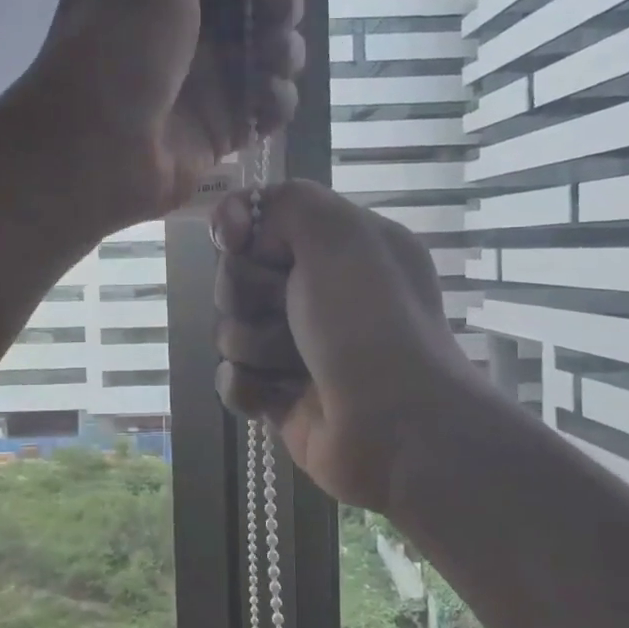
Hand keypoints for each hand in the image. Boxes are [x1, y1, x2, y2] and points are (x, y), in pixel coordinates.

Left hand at [7, 0, 320, 231]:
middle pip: (249, 10)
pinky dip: (276, 100)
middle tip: (279, 12)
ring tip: (273, 58)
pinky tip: (269, 99)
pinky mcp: (217, 133)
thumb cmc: (120, 44)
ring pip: (265, 58)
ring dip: (283, 51)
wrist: (97, 142)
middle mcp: (177, 35)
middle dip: (277, 3)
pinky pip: (264, 109)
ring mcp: (198, 86)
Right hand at [212, 180, 477, 512]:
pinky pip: (233, 379)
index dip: (241, 230)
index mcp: (340, 248)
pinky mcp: (281, 396)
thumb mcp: (338, 232)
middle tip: (288, 309)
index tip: (236, 240)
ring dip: (256, 346)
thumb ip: (284, 201)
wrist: (397, 426)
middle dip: (250, 294)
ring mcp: (298, 347)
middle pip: (237, 277)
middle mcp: (319, 293)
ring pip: (231, 330)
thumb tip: (236, 224)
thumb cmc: (369, 319)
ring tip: (297, 365)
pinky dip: (247, 387)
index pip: (261, 223)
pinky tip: (274, 396)